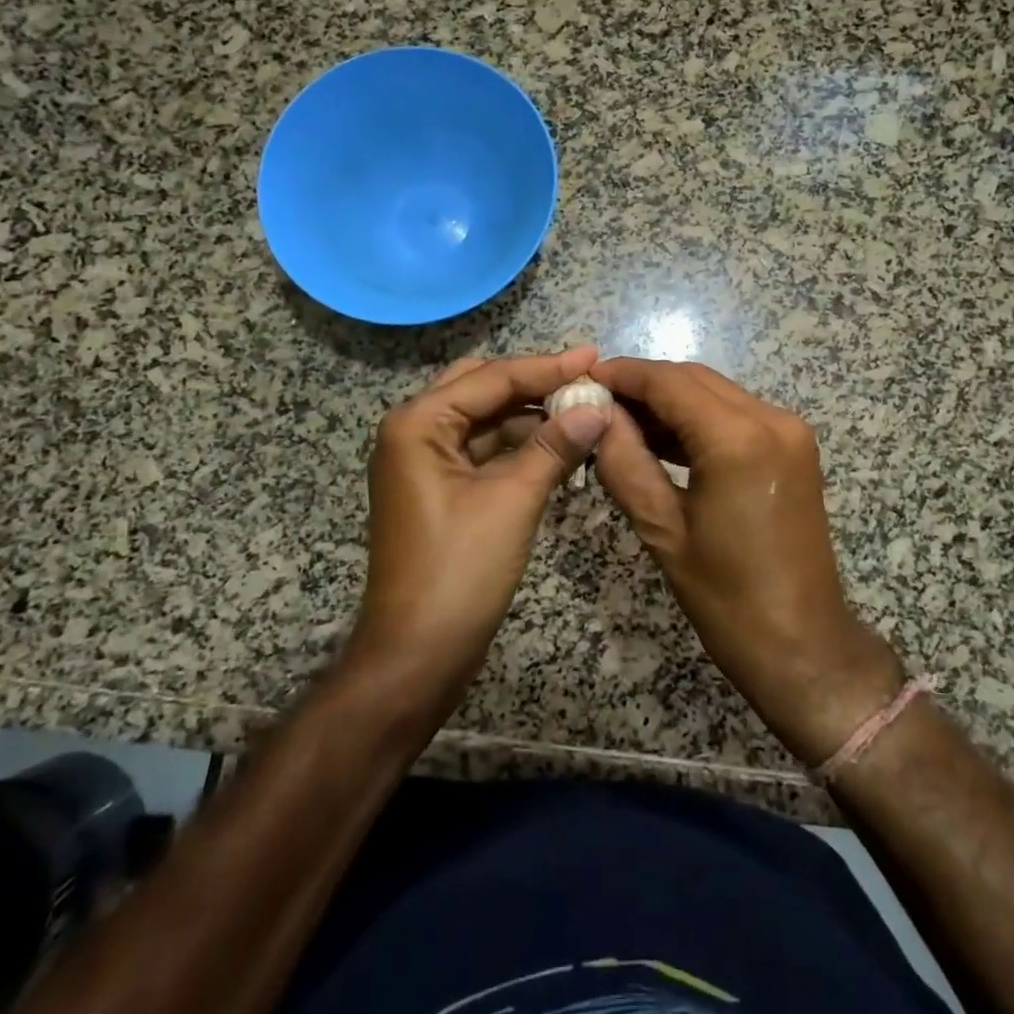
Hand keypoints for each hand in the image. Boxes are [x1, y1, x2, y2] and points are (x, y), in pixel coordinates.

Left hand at [351, 346, 610, 708]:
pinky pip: (485, 450)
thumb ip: (555, 446)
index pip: (492, 377)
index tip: (595, 356)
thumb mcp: (513, 500)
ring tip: (583, 410)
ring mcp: (425, 462)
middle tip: (586, 378)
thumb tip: (598, 408)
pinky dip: (521, 445)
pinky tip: (560, 445)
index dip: (547, 366)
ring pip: (485, 419)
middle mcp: (415, 431)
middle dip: (534, 382)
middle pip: (482, 387)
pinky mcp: (441, 489)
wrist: (416, 657)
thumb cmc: (459, 571)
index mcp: (418, 423)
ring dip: (530, 415)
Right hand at [591, 358, 902, 765]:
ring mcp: (789, 431)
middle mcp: (772, 418)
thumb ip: (624, 461)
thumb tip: (597, 415)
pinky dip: (699, 418)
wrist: (803, 645)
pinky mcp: (794, 447)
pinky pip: (737, 414)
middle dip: (645, 384)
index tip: (584, 377)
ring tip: (621, 419)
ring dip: (671, 400)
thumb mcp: (662, 529)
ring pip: (716, 392)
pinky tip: (663, 437)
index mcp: (739, 439)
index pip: (669, 382)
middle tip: (597, 401)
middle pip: (695, 379)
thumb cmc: (727, 597)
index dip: (624, 374)